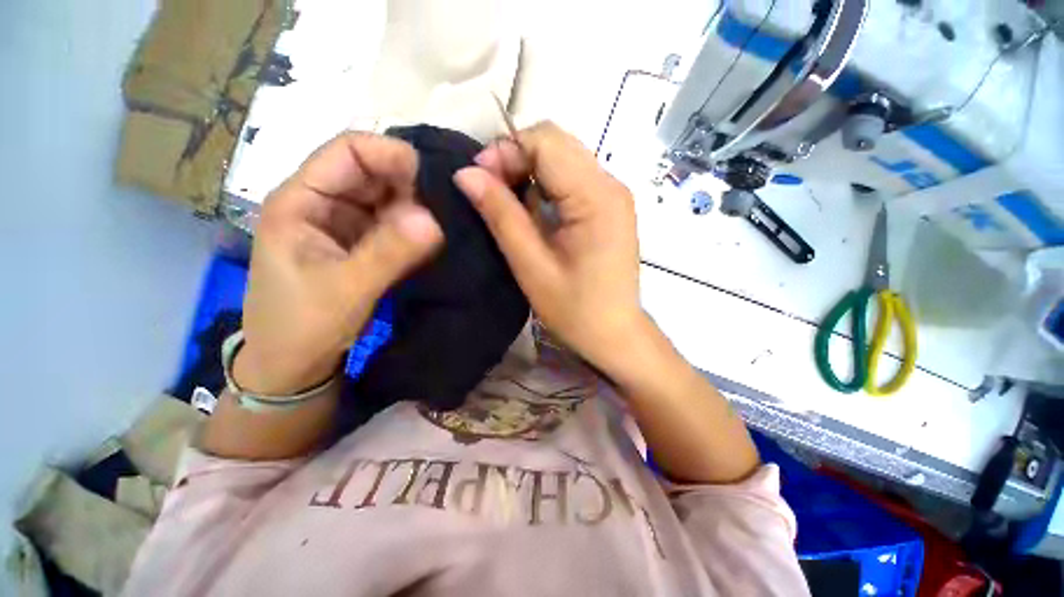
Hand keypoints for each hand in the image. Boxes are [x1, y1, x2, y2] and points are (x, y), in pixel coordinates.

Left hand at [236, 133, 442, 394]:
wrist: (293, 366)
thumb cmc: (302, 326)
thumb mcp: (346, 290)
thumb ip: (389, 252)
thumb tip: (434, 219)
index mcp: (301, 200)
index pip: (348, 151)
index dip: (391, 155)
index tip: (435, 179)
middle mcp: (324, 204)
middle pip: (373, 172)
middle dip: (411, 184)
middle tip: (448, 206)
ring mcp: (346, 224)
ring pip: (388, 198)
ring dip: (418, 207)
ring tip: (449, 221)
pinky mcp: (363, 244)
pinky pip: (395, 223)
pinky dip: (416, 227)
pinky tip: (437, 235)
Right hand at [453, 121, 643, 375]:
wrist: (614, 335)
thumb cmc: (574, 309)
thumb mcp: (531, 265)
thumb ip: (500, 215)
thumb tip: (466, 174)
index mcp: (596, 197)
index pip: (547, 142)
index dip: (507, 150)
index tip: (479, 179)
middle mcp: (611, 185)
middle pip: (557, 143)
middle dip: (517, 157)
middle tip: (491, 190)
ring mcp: (614, 195)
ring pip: (564, 158)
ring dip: (531, 171)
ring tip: (510, 204)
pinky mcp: (610, 208)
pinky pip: (574, 179)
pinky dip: (547, 186)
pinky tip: (535, 212)